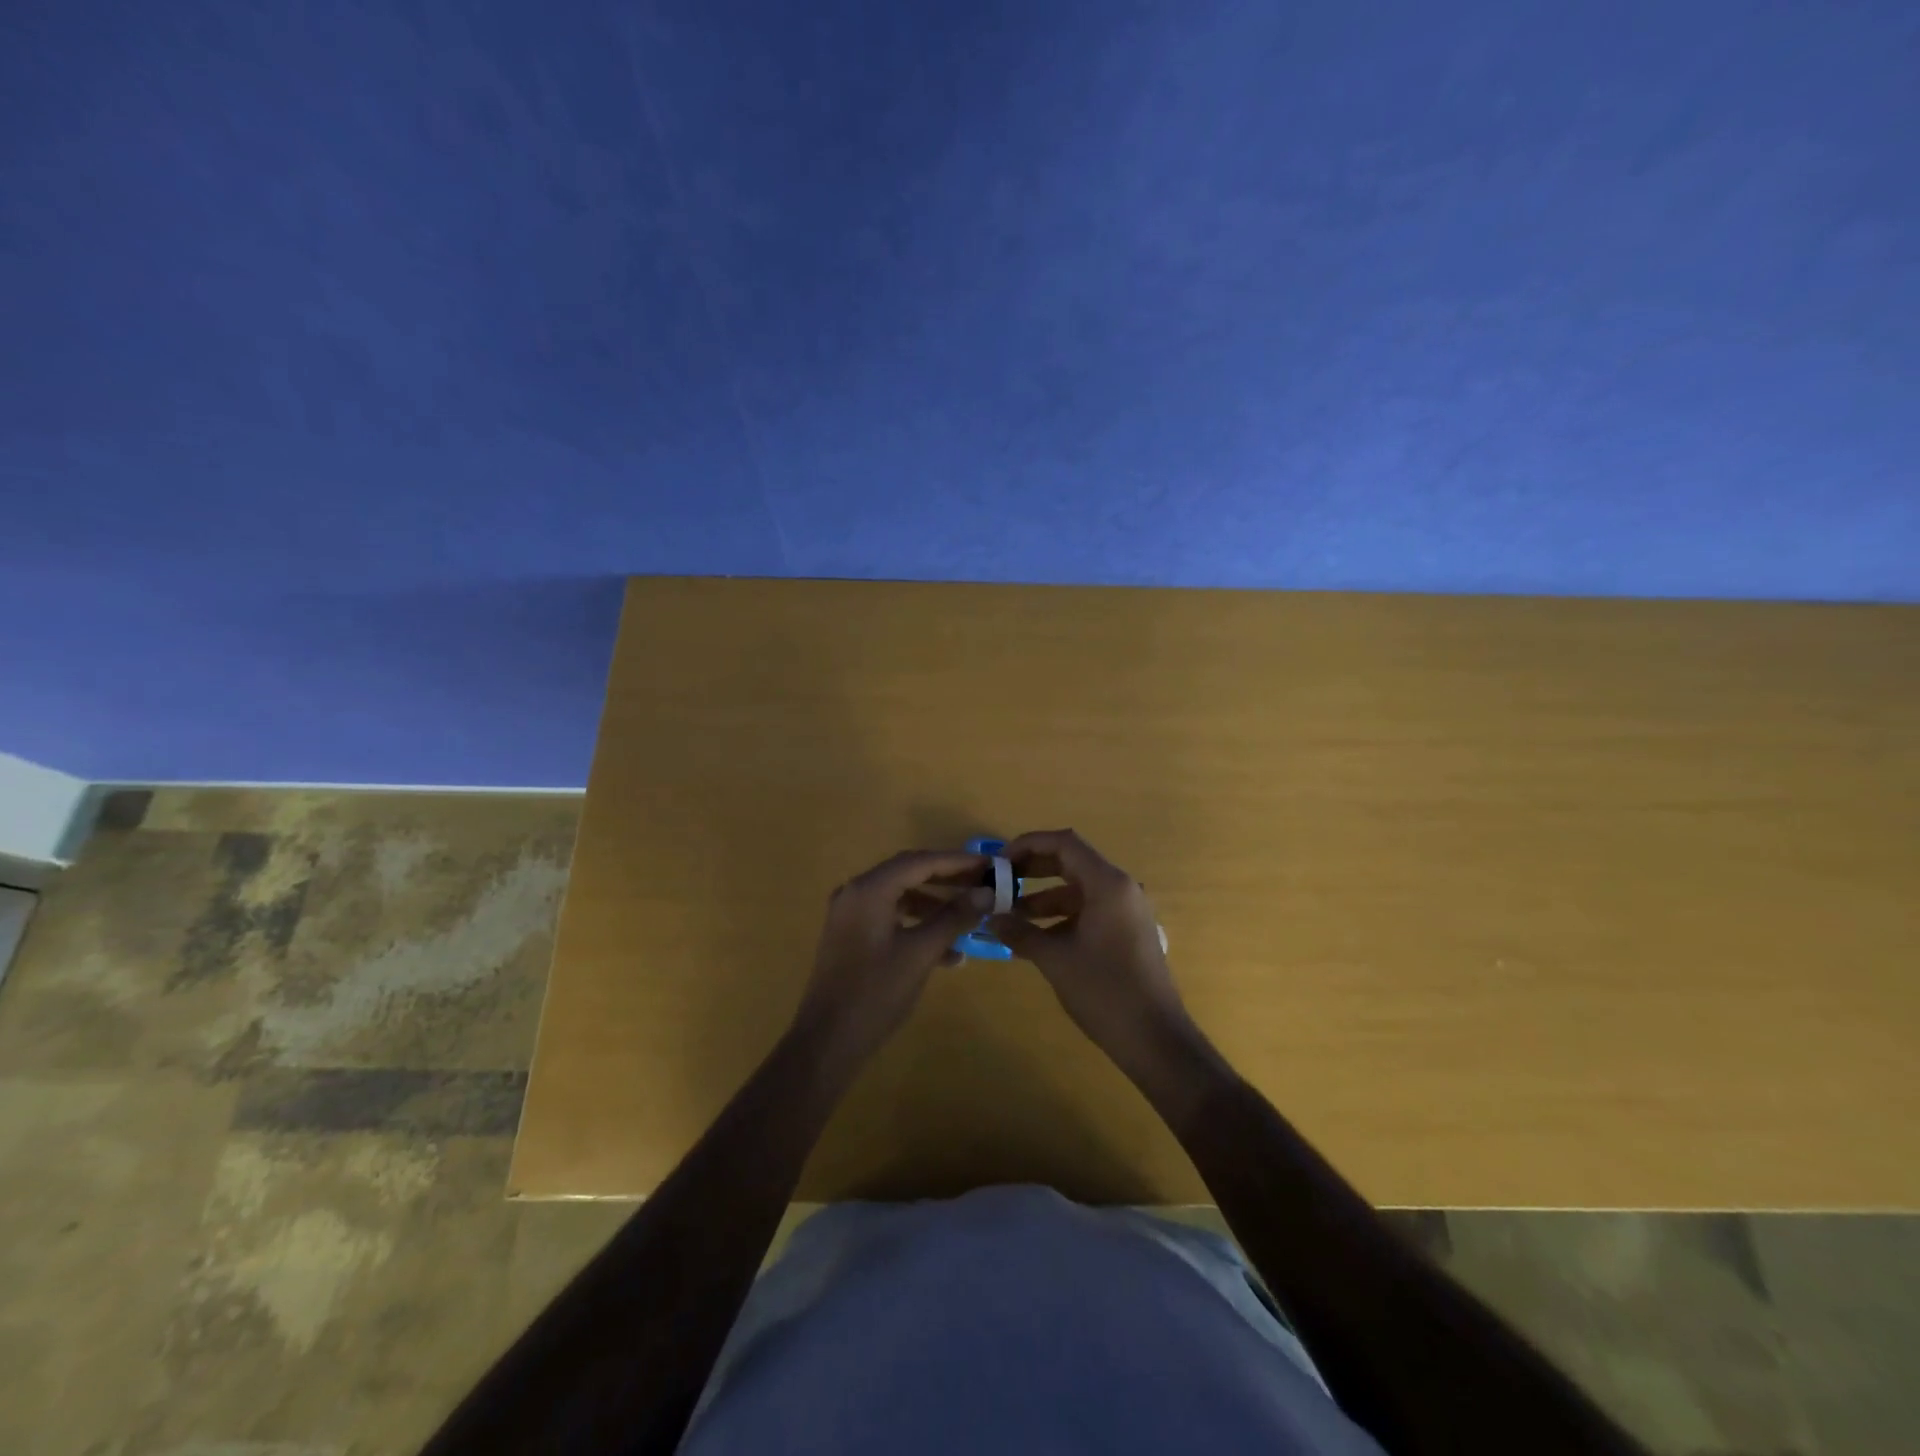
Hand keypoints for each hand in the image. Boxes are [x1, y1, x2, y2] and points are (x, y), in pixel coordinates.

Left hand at [793, 849, 991, 1067]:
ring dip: (935, 905)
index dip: (957, 861)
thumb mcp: (921, 954)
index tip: (990, 865)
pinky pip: (891, 917)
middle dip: (948, 878)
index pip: (920, 862)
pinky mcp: (852, 936)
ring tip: (970, 916)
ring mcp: (851, 915)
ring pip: (901, 897)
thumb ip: (954, 918)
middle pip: (909, 873)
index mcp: (869, 890)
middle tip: (983, 883)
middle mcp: (856, 893)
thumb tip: (988, 892)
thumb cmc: (875, 994)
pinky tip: (949, 953)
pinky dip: (918, 925)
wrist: (827, 1042)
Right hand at [988, 829, 1195, 1077]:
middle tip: (1000, 883)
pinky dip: (1060, 918)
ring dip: (1043, 898)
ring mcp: (1126, 911)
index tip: (999, 861)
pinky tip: (1034, 940)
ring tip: (1009, 917)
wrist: (1155, 1039)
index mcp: (1108, 884)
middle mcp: (1120, 888)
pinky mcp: (1126, 932)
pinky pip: (1088, 911)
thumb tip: (991, 918)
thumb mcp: (1055, 959)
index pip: (1064, 843)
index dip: (1028, 845)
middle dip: (1032, 870)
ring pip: (1078, 890)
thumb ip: (1020, 933)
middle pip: (1071, 862)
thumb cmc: (1104, 991)